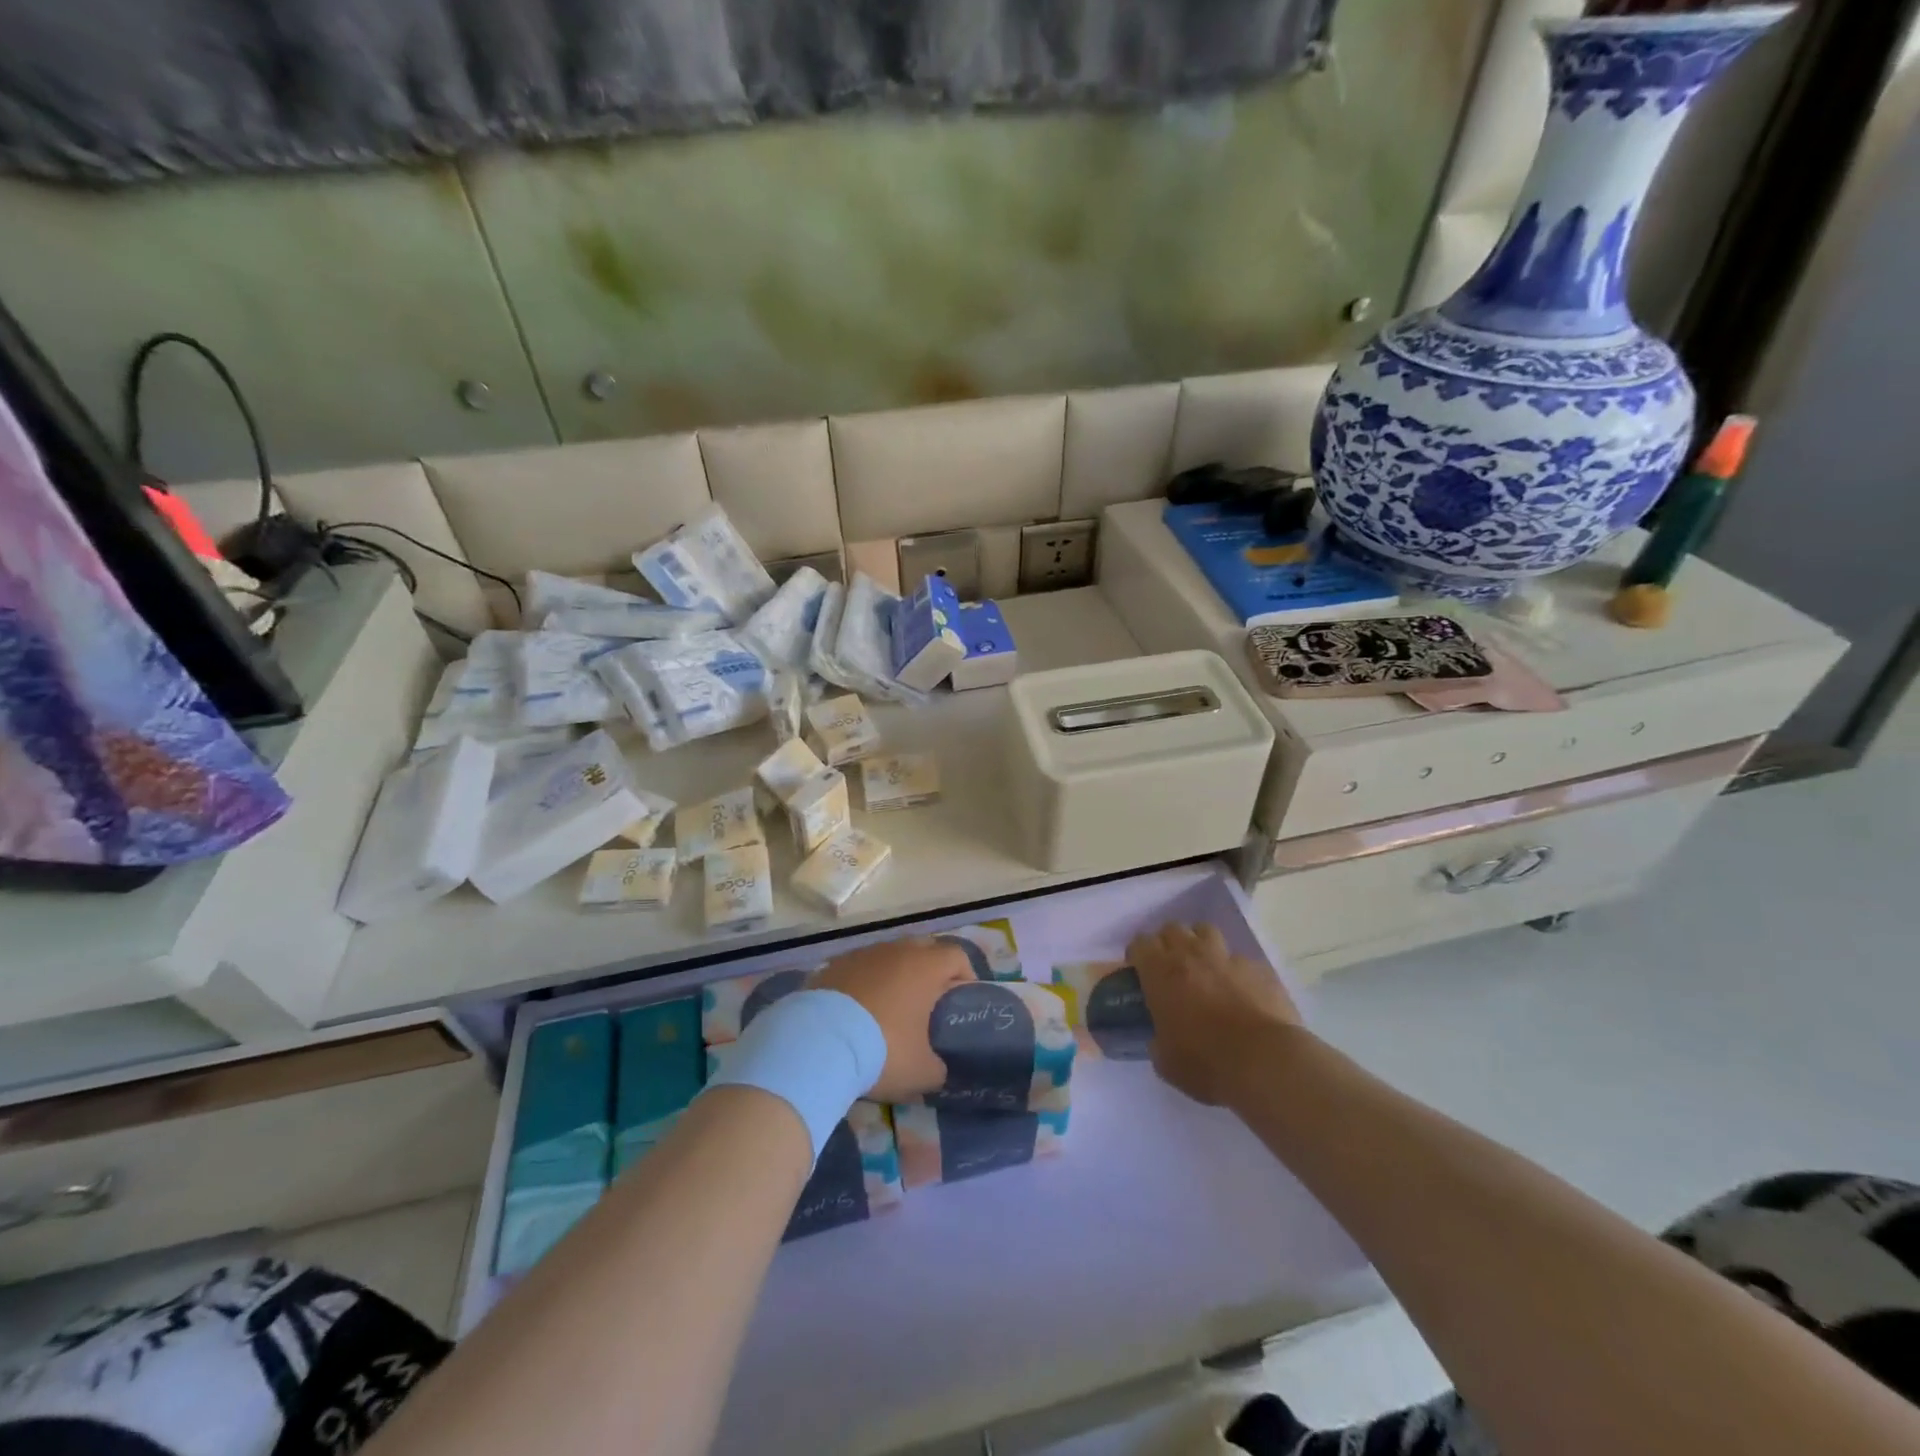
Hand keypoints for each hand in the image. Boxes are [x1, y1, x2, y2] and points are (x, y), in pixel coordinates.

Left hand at [813, 938, 973, 1100]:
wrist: (817, 1043)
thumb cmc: (882, 1050)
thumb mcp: (921, 1072)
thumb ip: (939, 1068)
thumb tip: (938, 1069)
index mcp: (925, 967)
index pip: (957, 956)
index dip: (965, 976)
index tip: (962, 1001)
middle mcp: (896, 950)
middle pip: (924, 949)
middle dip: (931, 970)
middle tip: (929, 1002)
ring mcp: (862, 954)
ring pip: (889, 955)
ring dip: (896, 974)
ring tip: (891, 1007)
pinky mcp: (834, 964)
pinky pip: (860, 967)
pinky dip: (866, 982)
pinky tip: (858, 1011)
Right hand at [1128, 922, 1304, 1106]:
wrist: (1265, 1062)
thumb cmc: (1206, 1062)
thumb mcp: (1165, 1061)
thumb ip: (1157, 1040)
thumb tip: (1160, 1038)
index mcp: (1161, 972)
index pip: (1140, 943)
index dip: (1138, 954)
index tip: (1140, 970)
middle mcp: (1191, 955)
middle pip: (1172, 929)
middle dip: (1168, 943)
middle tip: (1170, 967)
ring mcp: (1227, 958)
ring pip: (1206, 931)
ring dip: (1200, 944)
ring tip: (1204, 967)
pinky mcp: (1258, 968)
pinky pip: (1240, 959)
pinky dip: (1234, 970)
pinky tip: (1240, 990)